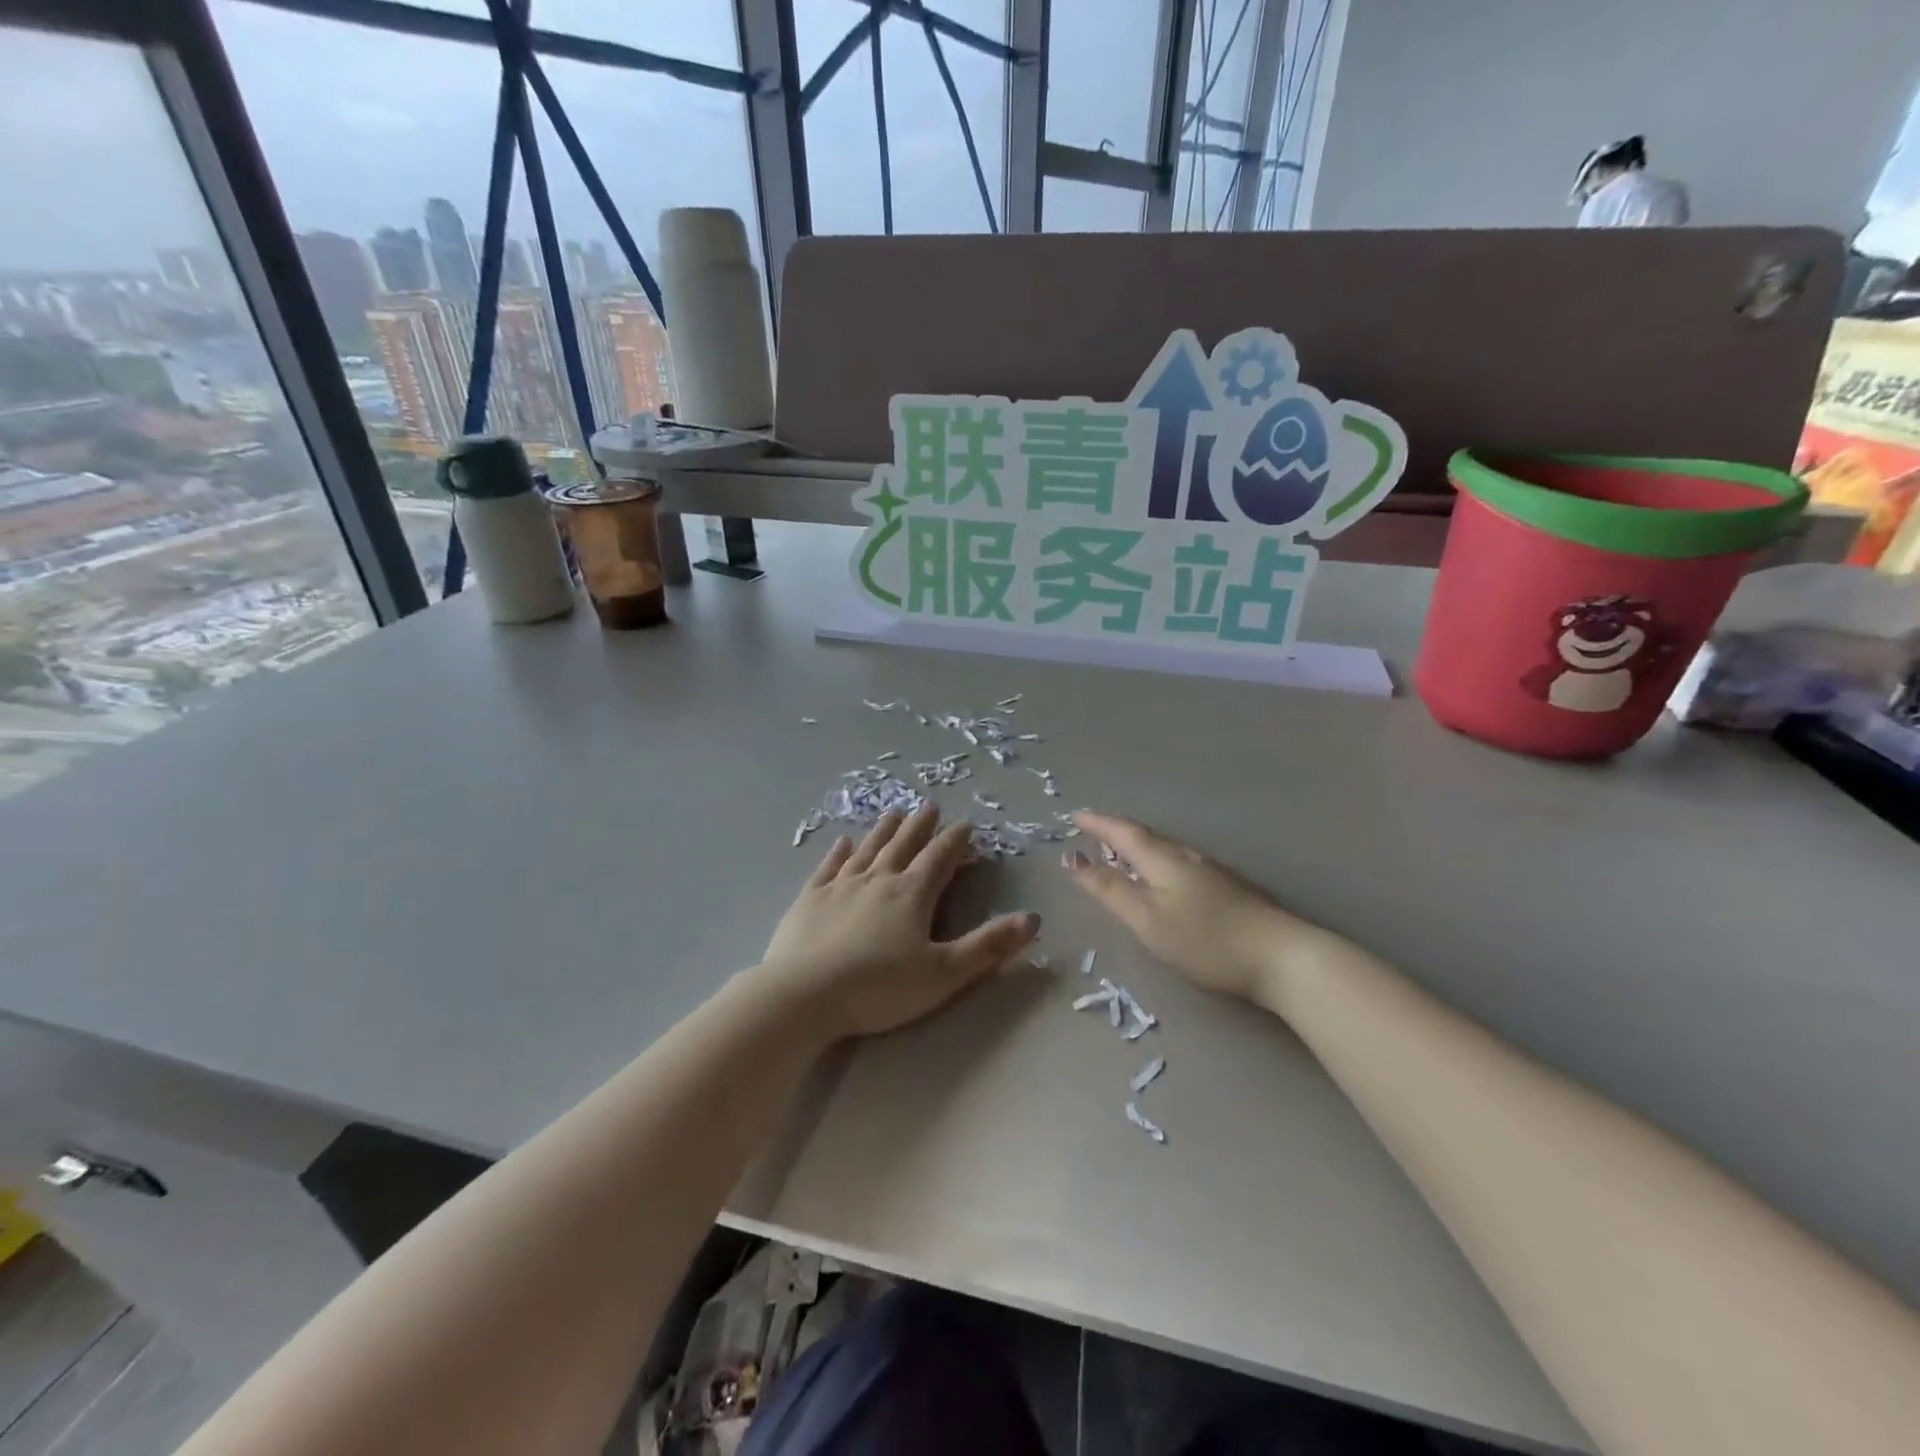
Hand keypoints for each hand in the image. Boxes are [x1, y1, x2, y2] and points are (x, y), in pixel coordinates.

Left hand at [758, 804, 1040, 1042]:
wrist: (803, 996)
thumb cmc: (878, 988)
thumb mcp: (944, 974)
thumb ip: (988, 946)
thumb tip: (1033, 918)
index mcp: (912, 894)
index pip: (939, 858)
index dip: (955, 841)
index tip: (966, 824)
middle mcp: (878, 880)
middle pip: (903, 845)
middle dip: (920, 826)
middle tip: (929, 806)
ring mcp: (840, 886)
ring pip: (868, 849)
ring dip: (883, 830)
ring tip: (894, 813)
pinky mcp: (809, 899)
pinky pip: (828, 867)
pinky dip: (839, 852)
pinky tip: (843, 842)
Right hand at [1063, 811, 1328, 1005]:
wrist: (1281, 956)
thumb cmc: (1205, 939)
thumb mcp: (1147, 919)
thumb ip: (1110, 890)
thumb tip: (1073, 859)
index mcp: (1162, 859)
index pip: (1123, 832)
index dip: (1097, 823)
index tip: (1075, 815)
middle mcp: (1185, 856)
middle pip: (1144, 836)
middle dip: (1115, 831)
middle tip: (1091, 831)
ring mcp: (1209, 870)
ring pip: (1163, 849)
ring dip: (1136, 846)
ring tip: (1118, 852)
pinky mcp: (1225, 888)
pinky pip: (1177, 862)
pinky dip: (1156, 861)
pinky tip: (1159, 877)